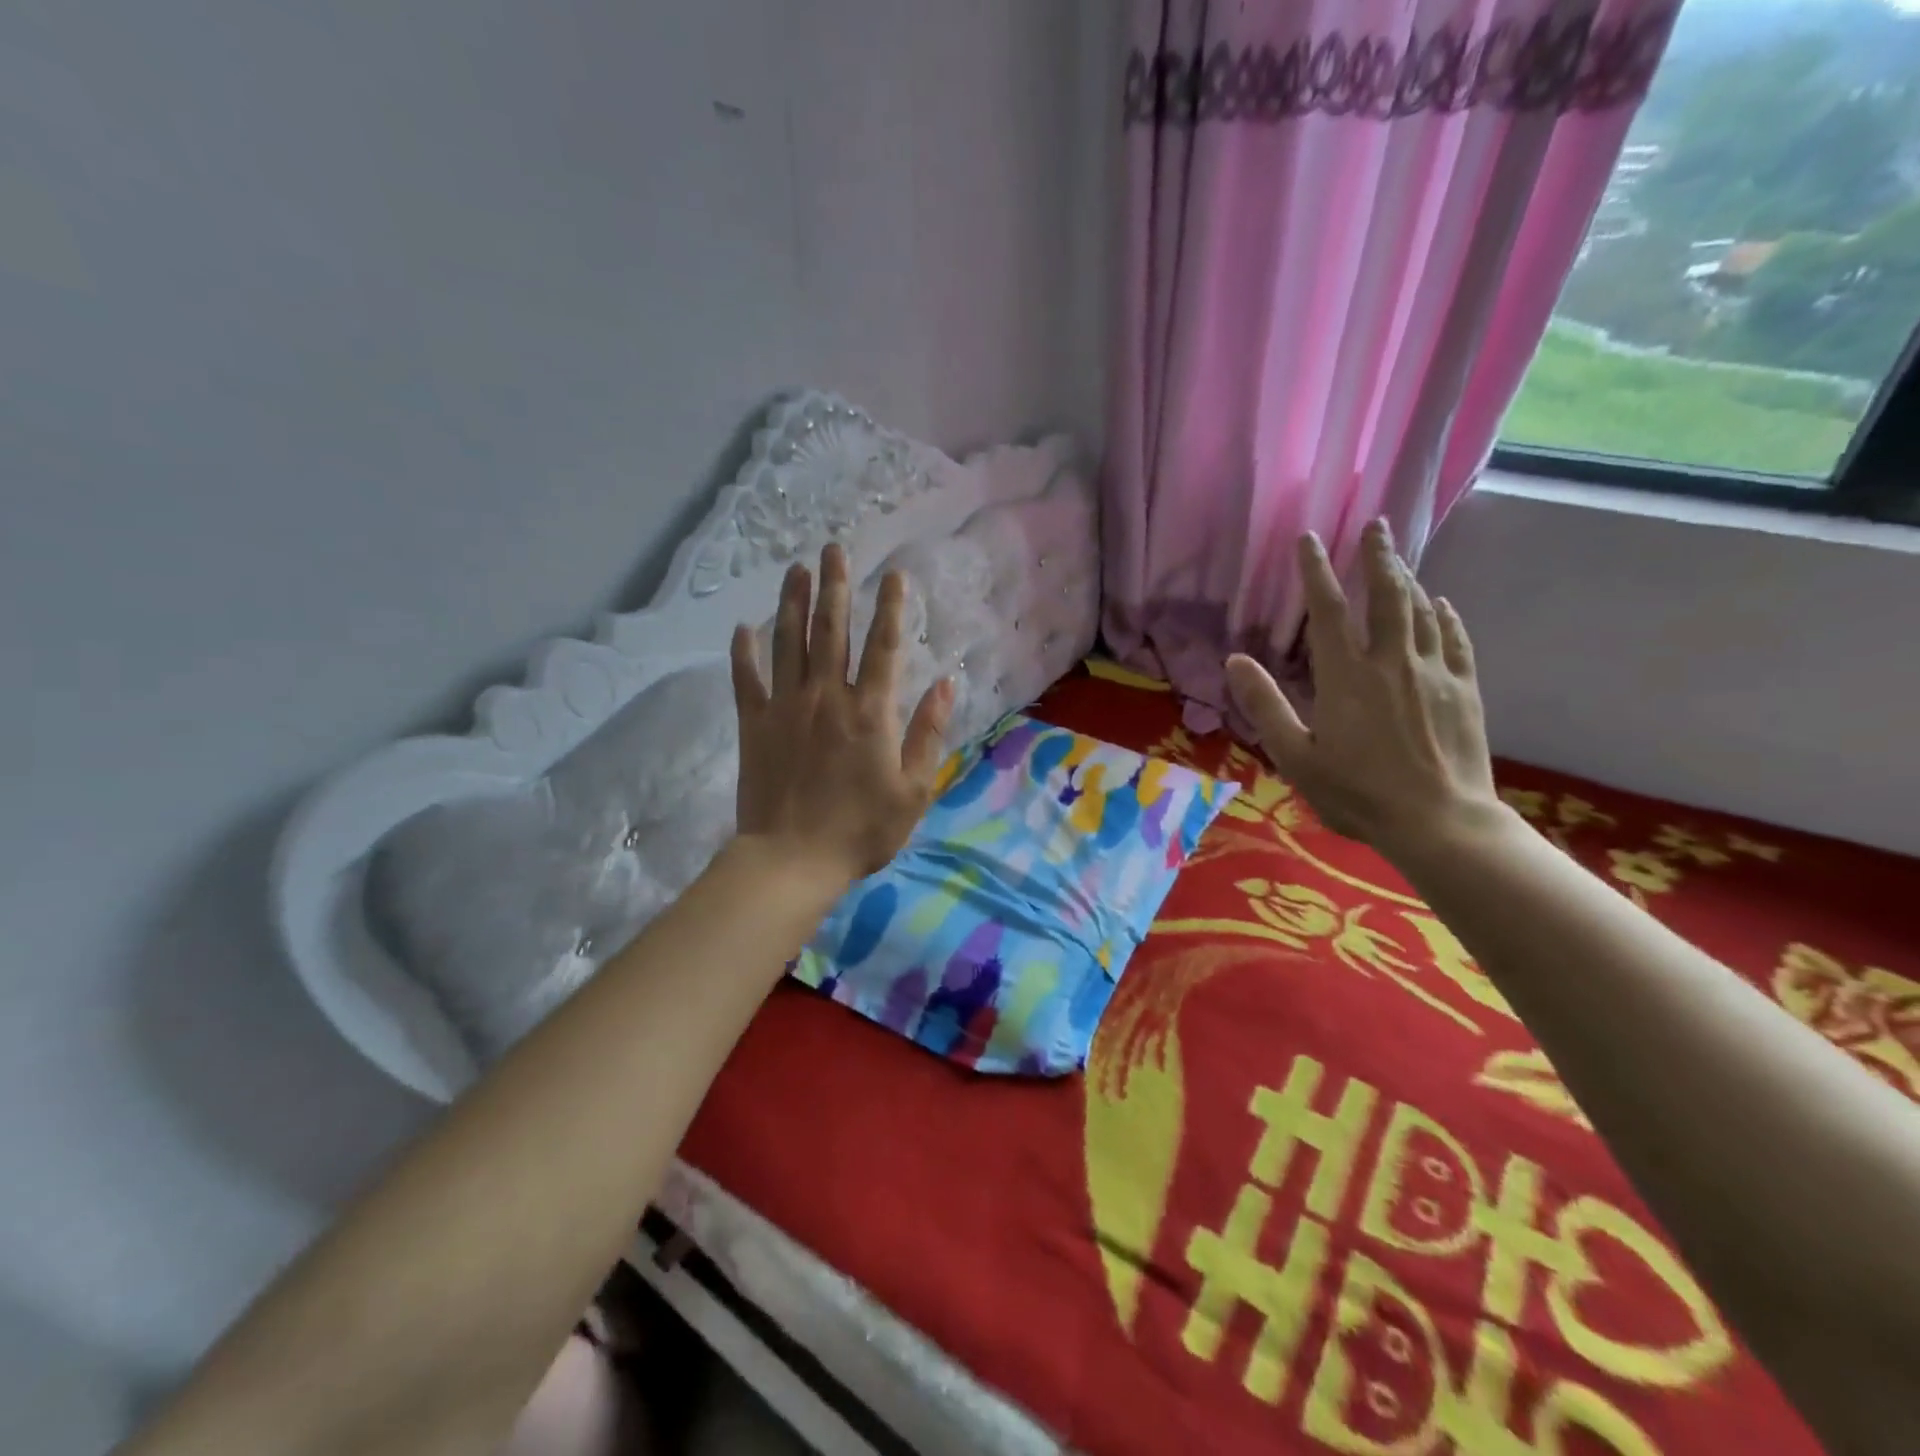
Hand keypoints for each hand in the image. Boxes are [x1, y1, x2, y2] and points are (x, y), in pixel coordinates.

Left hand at [731, 544, 952, 885]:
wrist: (792, 859)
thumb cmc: (861, 829)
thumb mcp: (913, 789)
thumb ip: (929, 732)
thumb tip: (948, 683)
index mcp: (870, 711)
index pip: (884, 646)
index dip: (891, 607)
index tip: (894, 574)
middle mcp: (827, 696)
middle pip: (831, 630)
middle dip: (835, 586)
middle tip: (833, 549)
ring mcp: (785, 707)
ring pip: (788, 643)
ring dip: (793, 602)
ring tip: (796, 569)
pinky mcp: (754, 724)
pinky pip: (747, 679)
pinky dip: (743, 652)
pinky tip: (743, 627)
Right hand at [1225, 521, 1503, 859]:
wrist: (1439, 822)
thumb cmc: (1357, 793)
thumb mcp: (1295, 756)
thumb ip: (1265, 705)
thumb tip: (1234, 660)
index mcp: (1346, 677)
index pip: (1327, 610)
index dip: (1315, 571)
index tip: (1309, 539)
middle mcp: (1392, 662)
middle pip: (1386, 595)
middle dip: (1378, 557)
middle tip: (1375, 525)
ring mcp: (1434, 673)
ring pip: (1420, 611)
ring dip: (1407, 579)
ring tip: (1397, 558)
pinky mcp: (1464, 690)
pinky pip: (1454, 640)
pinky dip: (1445, 616)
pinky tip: (1440, 605)